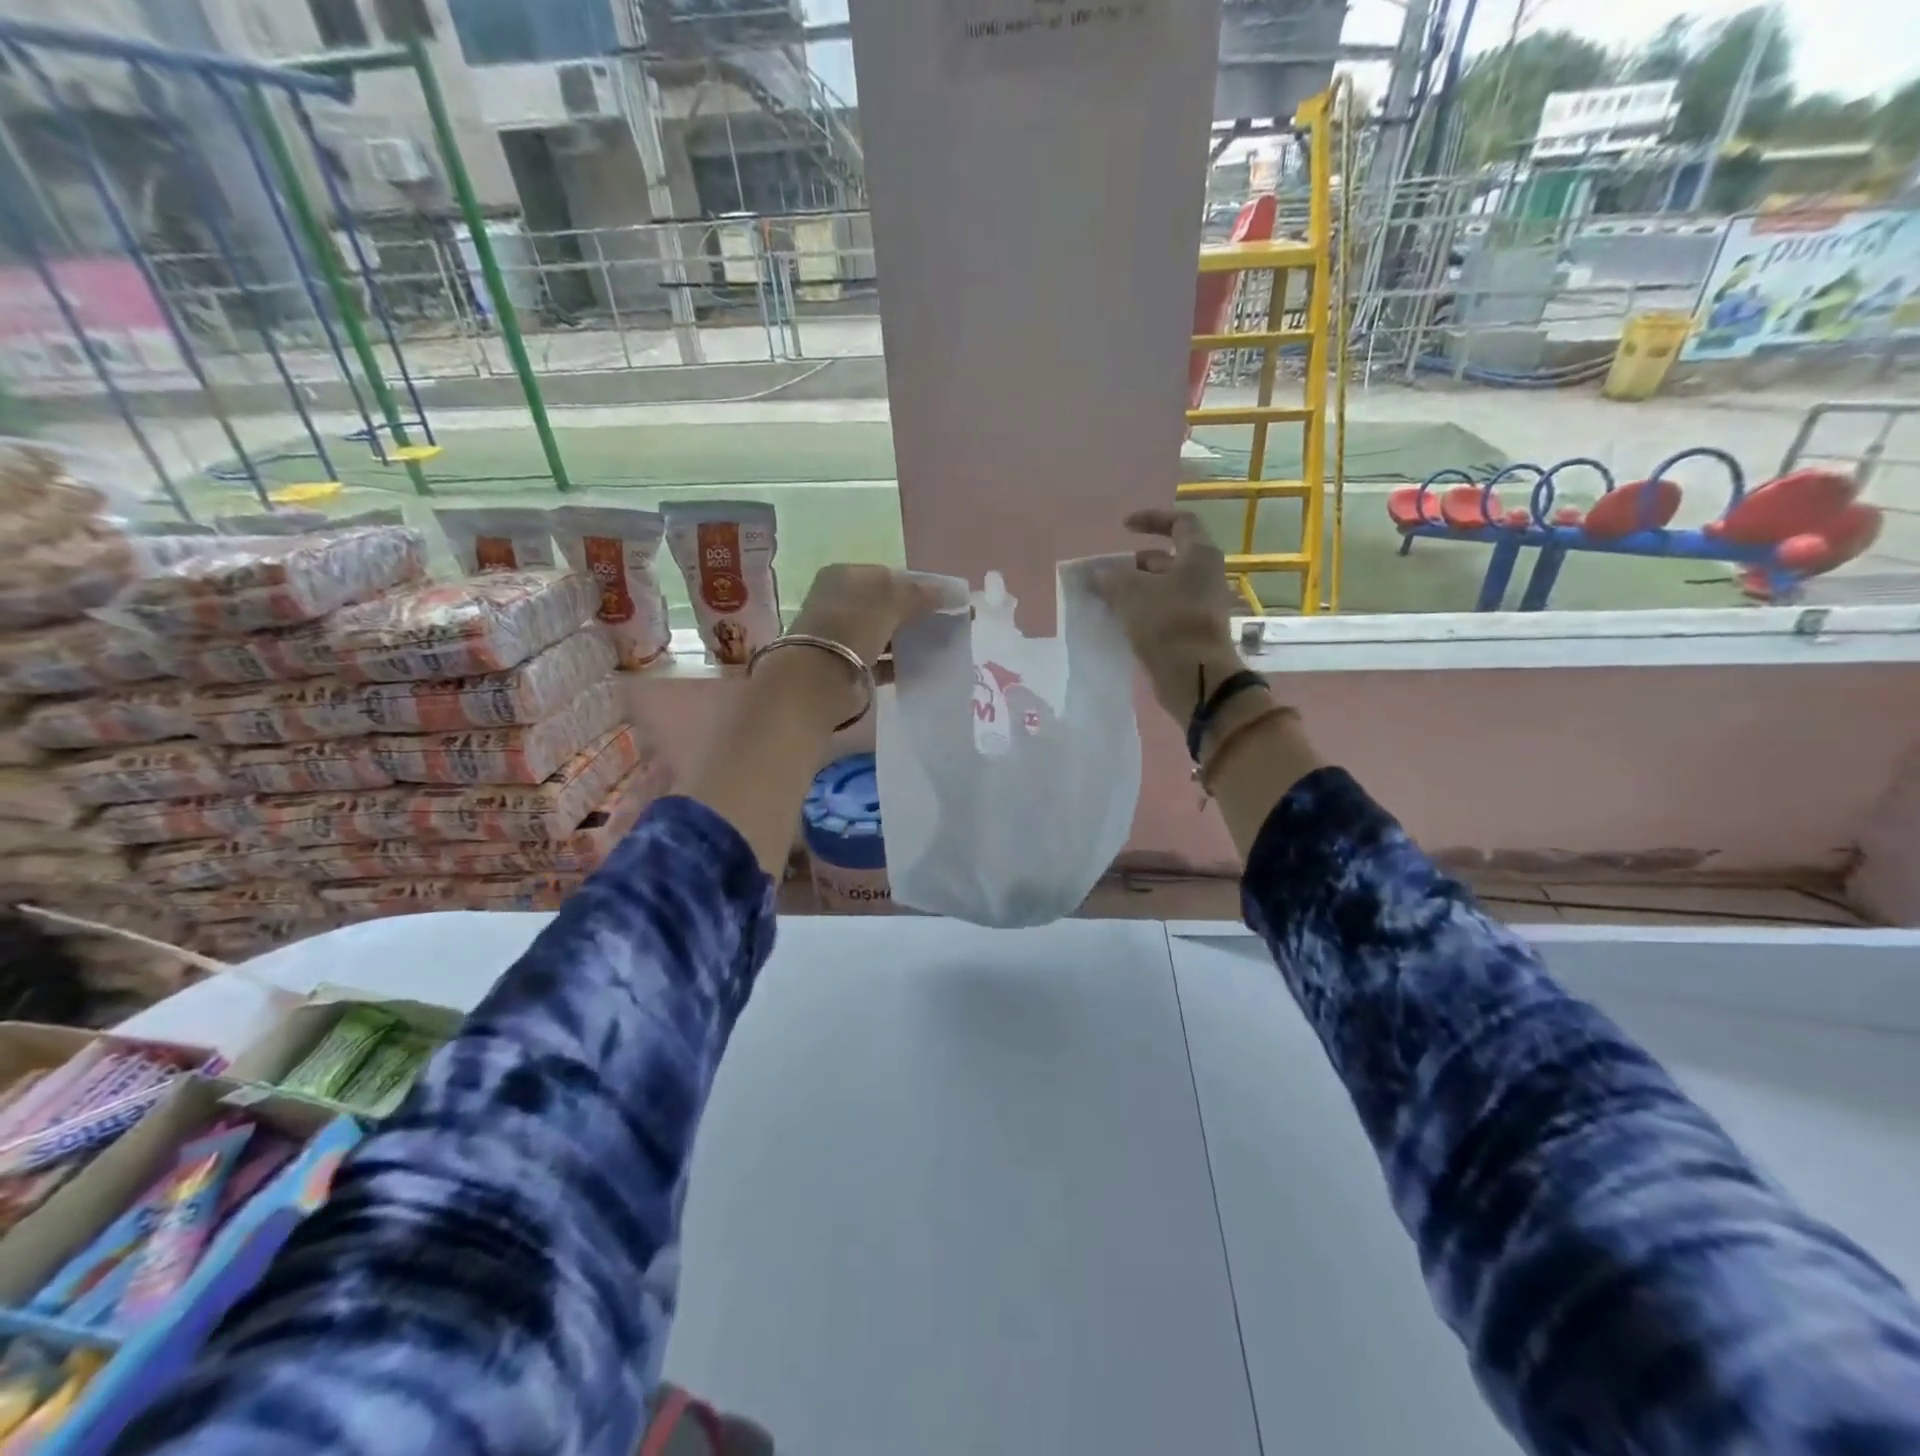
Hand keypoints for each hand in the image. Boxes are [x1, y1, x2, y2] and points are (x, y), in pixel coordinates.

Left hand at [790, 564, 947, 667]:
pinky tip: (924, 666)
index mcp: (844, 577)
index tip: (947, 600)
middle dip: (918, 613)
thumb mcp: (890, 600)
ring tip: (942, 645)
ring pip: (886, 633)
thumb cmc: (852, 626)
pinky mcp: (849, 666)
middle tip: (949, 623)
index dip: (919, 586)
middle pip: (888, 605)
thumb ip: (921, 594)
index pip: (889, 576)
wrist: (819, 678)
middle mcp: (840, 603)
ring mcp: (843, 636)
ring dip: (910, 639)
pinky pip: (882, 661)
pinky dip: (901, 663)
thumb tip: (953, 592)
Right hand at [1092, 509, 1244, 721]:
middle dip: (1135, 564)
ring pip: (1164, 588)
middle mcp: (1205, 576)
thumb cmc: (1167, 622)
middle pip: (1168, 559)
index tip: (1124, 527)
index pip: (1179, 522)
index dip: (1151, 519)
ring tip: (1107, 599)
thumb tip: (1095, 575)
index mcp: (1199, 555)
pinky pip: (1165, 612)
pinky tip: (1120, 621)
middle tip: (1108, 574)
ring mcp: (1201, 605)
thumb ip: (1109, 578)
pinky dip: (1143, 611)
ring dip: (1136, 590)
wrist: (1195, 676)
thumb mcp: (1130, 593)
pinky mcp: (1193, 631)